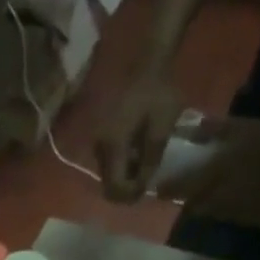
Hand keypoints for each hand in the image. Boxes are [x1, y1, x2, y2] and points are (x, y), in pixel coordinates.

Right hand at [94, 70, 183, 201]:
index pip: (113, 185)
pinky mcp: (101, 136)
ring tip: (144, 166)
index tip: (145, 191)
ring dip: (124, 176)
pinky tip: (137, 154)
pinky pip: (109, 161)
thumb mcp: (161, 128)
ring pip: (107, 174)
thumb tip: (143, 186)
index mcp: (113, 145)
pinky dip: (122, 165)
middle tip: (146, 181)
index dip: (128, 194)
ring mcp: (98, 141)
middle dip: (126, 187)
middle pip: (108, 182)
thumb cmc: (158, 93)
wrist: (147, 65)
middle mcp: (99, 146)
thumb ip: (151, 160)